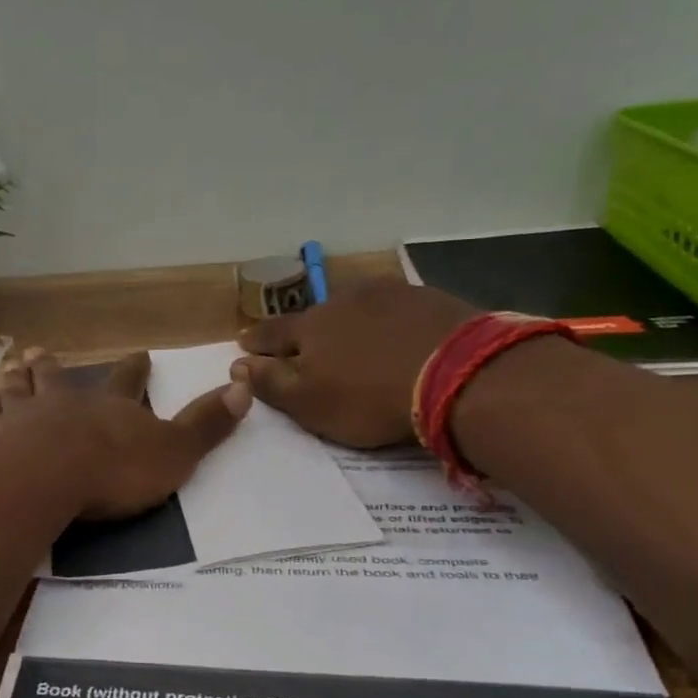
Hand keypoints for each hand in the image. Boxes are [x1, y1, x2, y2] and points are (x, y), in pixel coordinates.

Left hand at [0, 348, 250, 517]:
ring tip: (8, 368)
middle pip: (56, 377)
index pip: (126, 381)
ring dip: (14, 378)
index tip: (139, 353)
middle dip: (53, 366)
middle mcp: (61, 402)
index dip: (134, 368)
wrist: (43, 479)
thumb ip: (205, 425)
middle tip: (42, 351)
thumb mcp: (173, 452)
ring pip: (15, 389)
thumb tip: (244, 387)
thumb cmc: (112, 470)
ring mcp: (18, 417)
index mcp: (107, 407)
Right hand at [232, 282, 478, 446]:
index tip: (244, 344)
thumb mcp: (310, 403)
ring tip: (351, 337)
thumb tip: (238, 364)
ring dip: (348, 321)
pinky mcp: (427, 298)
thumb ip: (271, 383)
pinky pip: (394, 309)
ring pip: (355, 306)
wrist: (458, 375)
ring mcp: (387, 294)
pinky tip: (397, 334)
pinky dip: (387, 321)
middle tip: (304, 344)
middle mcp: (342, 300)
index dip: (256, 342)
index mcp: (309, 327)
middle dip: (305, 330)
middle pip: (314, 315)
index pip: (271, 332)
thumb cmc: (370, 398)